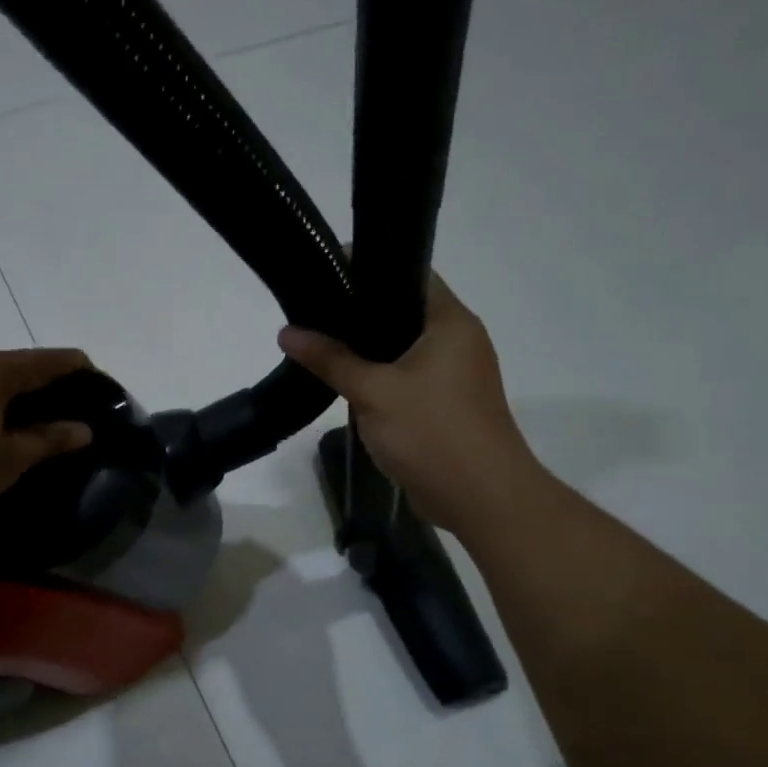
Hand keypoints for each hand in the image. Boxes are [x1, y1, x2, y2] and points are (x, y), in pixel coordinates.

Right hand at [278, 272, 535, 534]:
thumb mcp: (373, 392)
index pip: (410, 274)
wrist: (480, 498)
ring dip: (368, 350)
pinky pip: (407, 378)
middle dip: (360, 312)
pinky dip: (379, 377)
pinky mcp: (446, 405)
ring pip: (403, 349)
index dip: (369, 268)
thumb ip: (330, 359)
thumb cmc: (432, 433)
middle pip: (404, 312)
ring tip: (320, 343)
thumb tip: (286, 331)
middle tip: (313, 311)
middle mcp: (458, 341)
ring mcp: (454, 375)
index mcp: (450, 322)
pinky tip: (345, 383)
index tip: (326, 272)